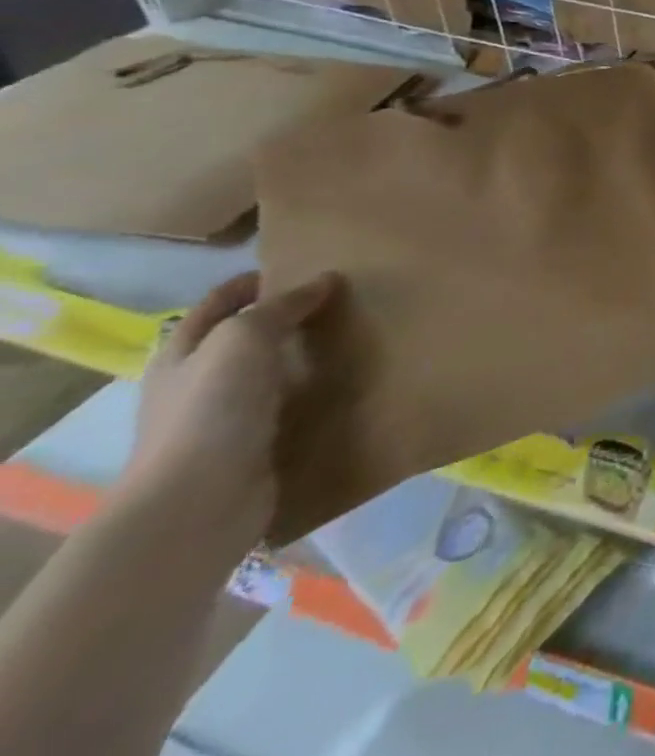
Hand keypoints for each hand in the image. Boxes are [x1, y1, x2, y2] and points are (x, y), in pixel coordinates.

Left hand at [121, 271, 339, 551]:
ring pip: (272, 372)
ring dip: (307, 355)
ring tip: (356, 335)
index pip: (217, 303)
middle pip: (245, 338)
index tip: (305, 266)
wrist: (199, 504)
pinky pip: (292, 407)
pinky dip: (317, 392)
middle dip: (287, 317)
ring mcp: (225, 419)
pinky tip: (350, 382)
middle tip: (343, 298)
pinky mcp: (255, 447)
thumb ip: (283, 306)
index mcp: (182, 354)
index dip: (254, 281)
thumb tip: (324, 281)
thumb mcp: (243, 338)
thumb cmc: (211, 409)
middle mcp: (198, 383)